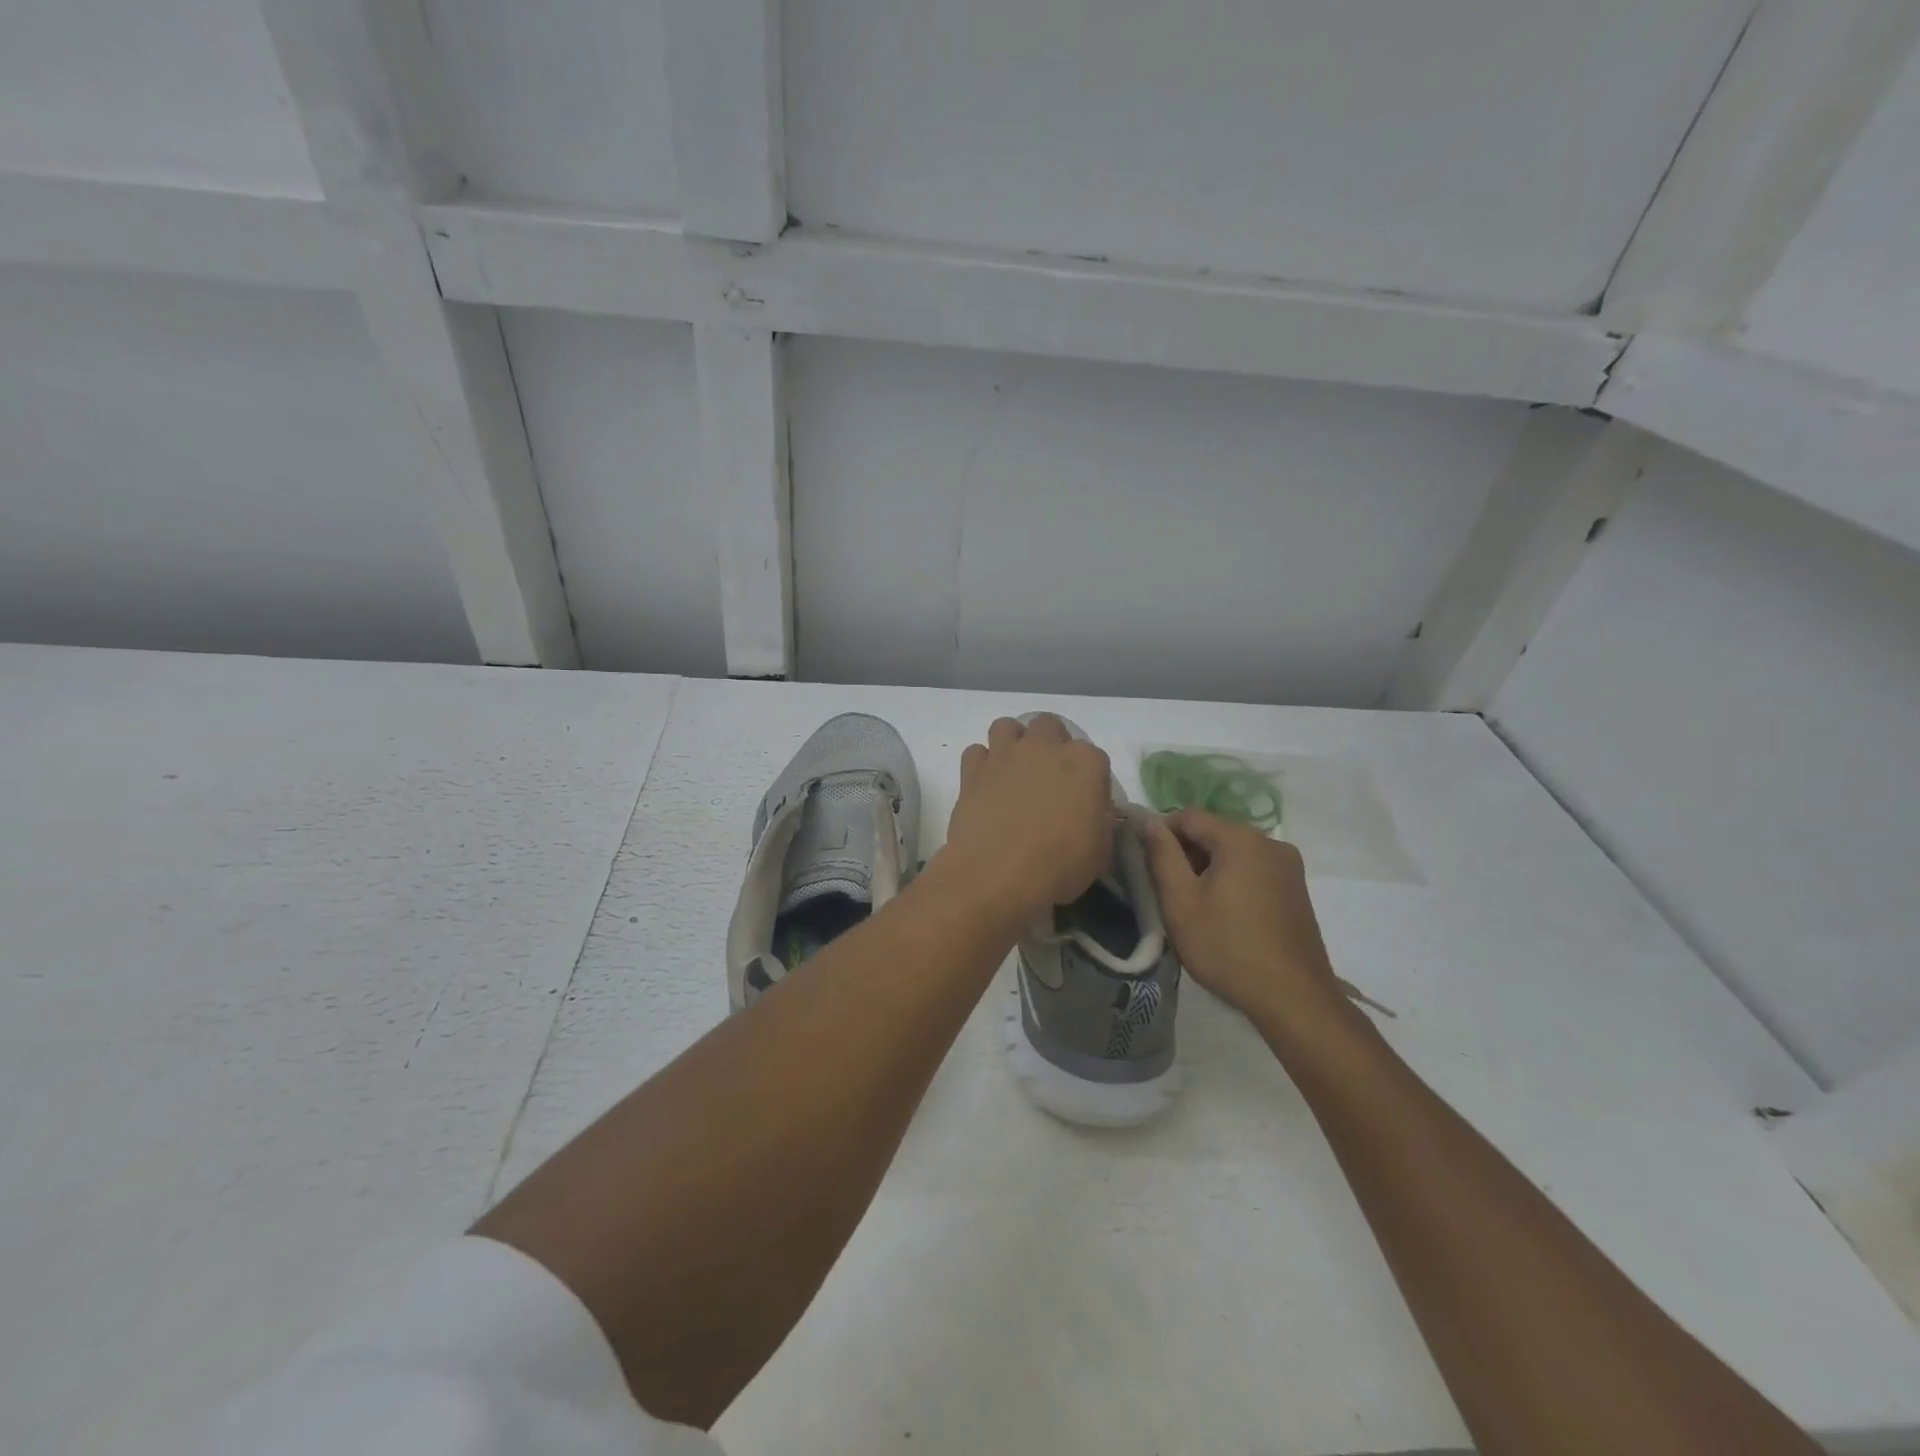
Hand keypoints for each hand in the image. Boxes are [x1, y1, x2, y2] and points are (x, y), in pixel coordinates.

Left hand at [945, 715, 1114, 919]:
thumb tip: (1092, 812)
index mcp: (1085, 762)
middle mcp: (1045, 747)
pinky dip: (981, 764)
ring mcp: (1005, 755)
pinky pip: (976, 752)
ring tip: (1014, 772)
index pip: (1094, 757)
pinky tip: (986, 785)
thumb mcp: (1100, 849)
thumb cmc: (1059, 863)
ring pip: (1007, 726)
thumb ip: (1099, 819)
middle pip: (1049, 726)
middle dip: (1050, 745)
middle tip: (1048, 778)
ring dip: (1012, 743)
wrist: (998, 872)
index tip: (1084, 802)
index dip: (1089, 779)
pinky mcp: (973, 770)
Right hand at [1143, 809, 1350, 1036]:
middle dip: (1186, 853)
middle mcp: (1270, 842)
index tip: (1148, 866)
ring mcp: (1289, 866)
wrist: (1293, 998)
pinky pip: (1253, 870)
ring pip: (1234, 852)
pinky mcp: (1297, 889)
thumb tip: (1148, 821)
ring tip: (1196, 907)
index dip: (1161, 834)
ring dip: (1209, 869)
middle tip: (1169, 891)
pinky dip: (1232, 880)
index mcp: (1241, 838)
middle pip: (1213, 832)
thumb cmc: (1227, 947)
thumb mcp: (1180, 901)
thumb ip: (1161, 855)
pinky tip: (1225, 915)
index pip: (1188, 816)